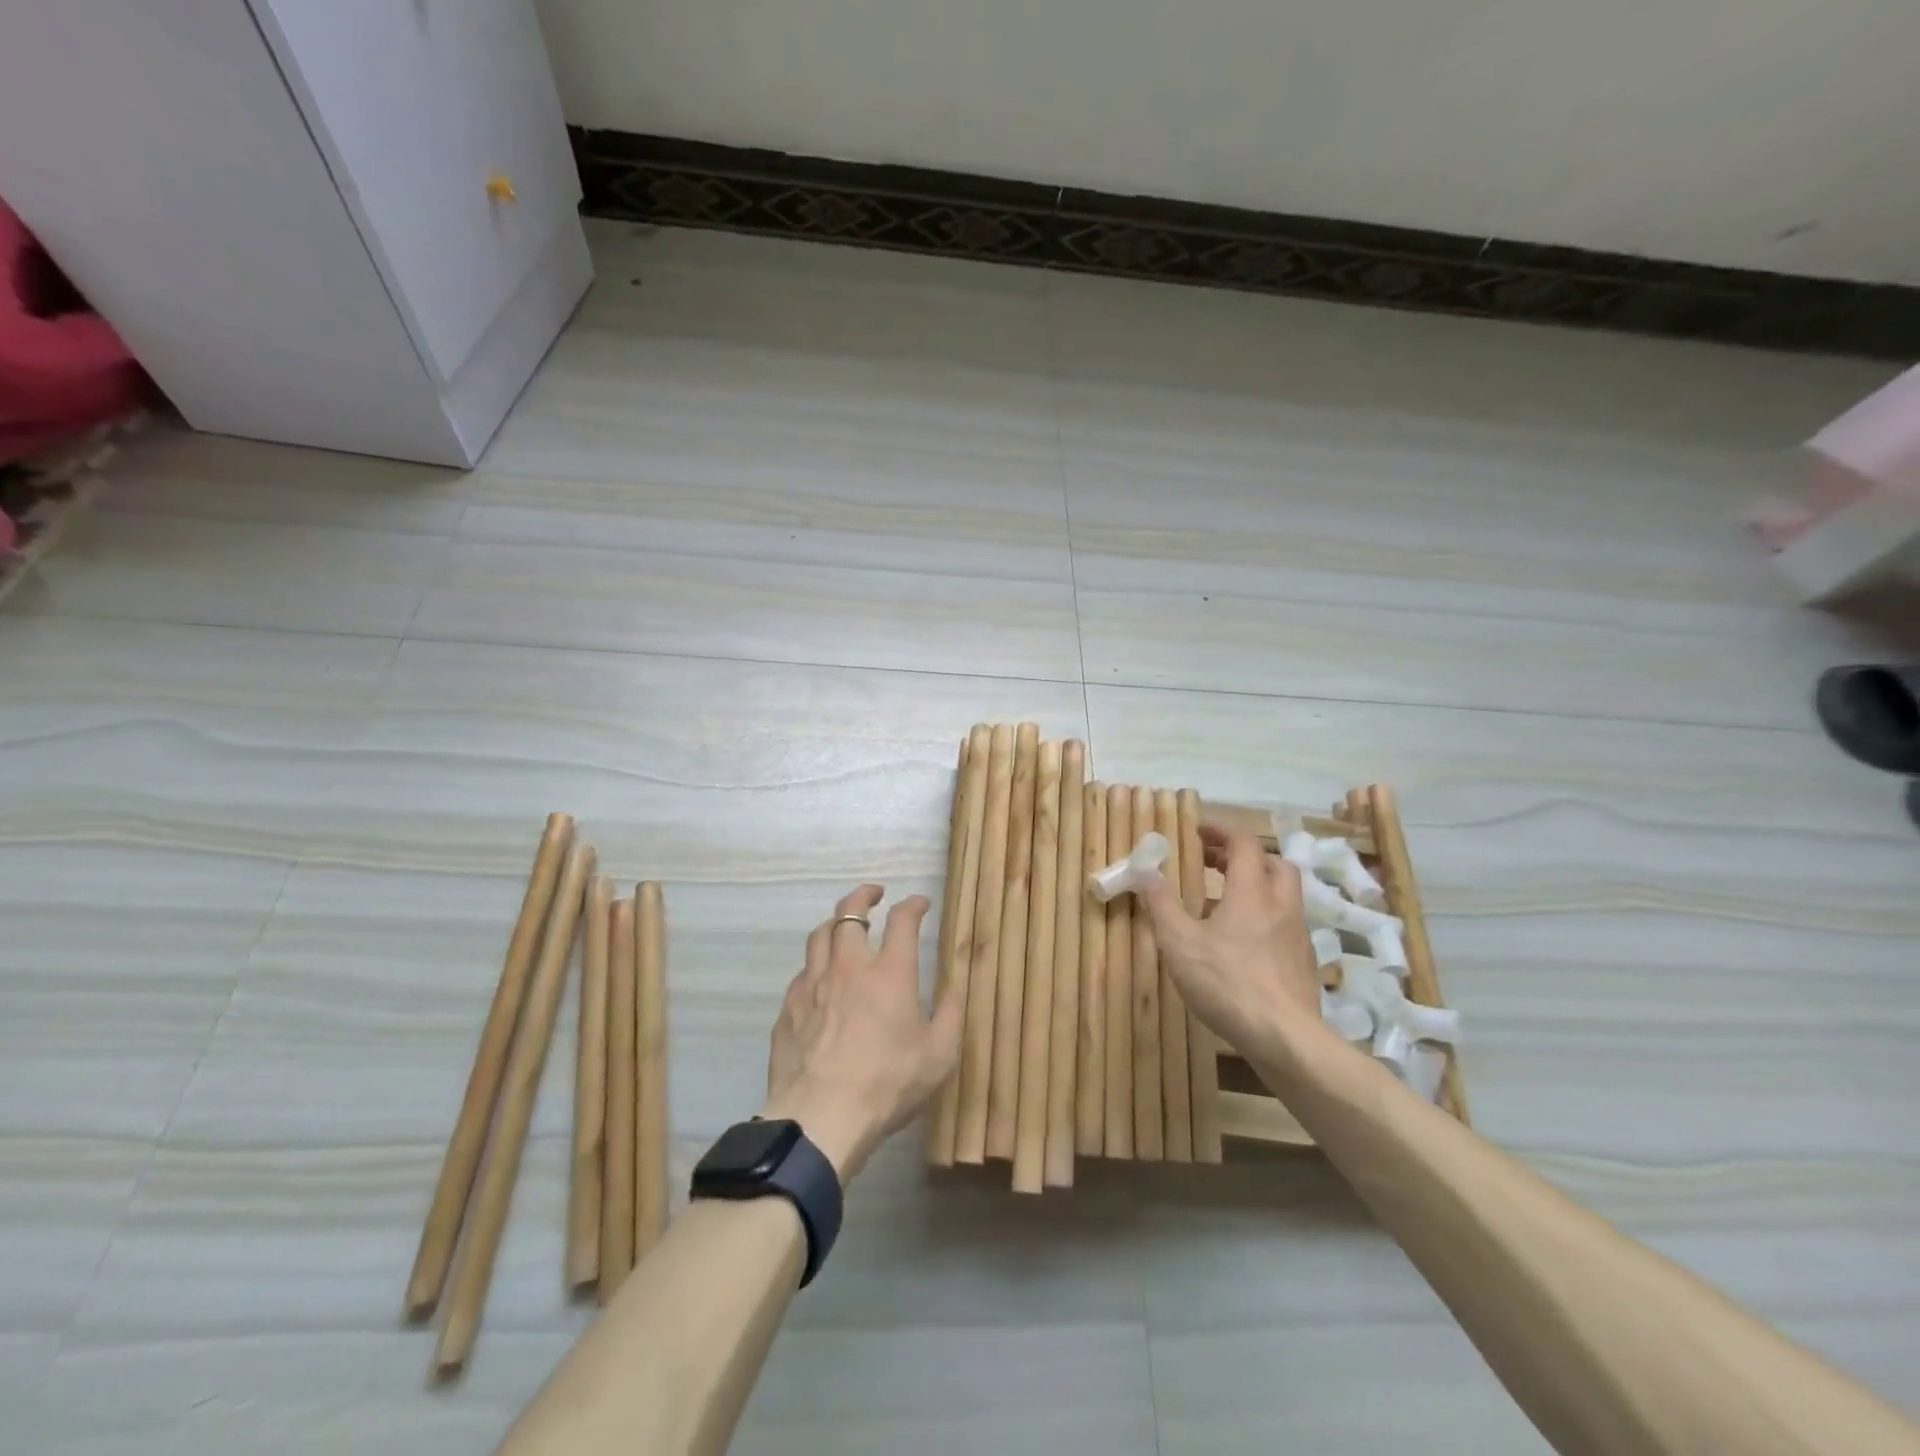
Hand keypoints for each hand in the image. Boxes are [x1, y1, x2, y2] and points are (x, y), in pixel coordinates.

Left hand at [760, 885, 961, 1183]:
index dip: (913, 905)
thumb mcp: (939, 1055)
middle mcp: (848, 967)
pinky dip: (815, 966)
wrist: (820, 1118)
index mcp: (889, 972)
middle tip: (874, 894)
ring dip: (835, 923)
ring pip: (819, 935)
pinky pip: (802, 973)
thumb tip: (952, 987)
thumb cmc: (887, 1084)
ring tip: (844, 926)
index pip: (902, 920)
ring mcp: (813, 985)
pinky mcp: (788, 1008)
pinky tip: (820, 980)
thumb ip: (949, 1014)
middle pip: (849, 913)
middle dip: (863, 896)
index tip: (920, 903)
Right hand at [1140, 827, 1320, 1052]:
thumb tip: (1144, 869)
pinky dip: (1263, 917)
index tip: (1198, 832)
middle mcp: (1281, 905)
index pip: (1244, 844)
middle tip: (1212, 863)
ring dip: (1254, 887)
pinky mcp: (1303, 963)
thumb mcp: (1179, 942)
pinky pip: (1284, 924)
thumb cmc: (1227, 983)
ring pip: (1282, 895)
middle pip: (1273, 863)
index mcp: (1252, 892)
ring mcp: (1297, 935)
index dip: (1221, 832)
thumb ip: (1161, 904)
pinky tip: (1240, 943)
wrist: (1286, 1038)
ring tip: (1220, 903)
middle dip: (1243, 856)